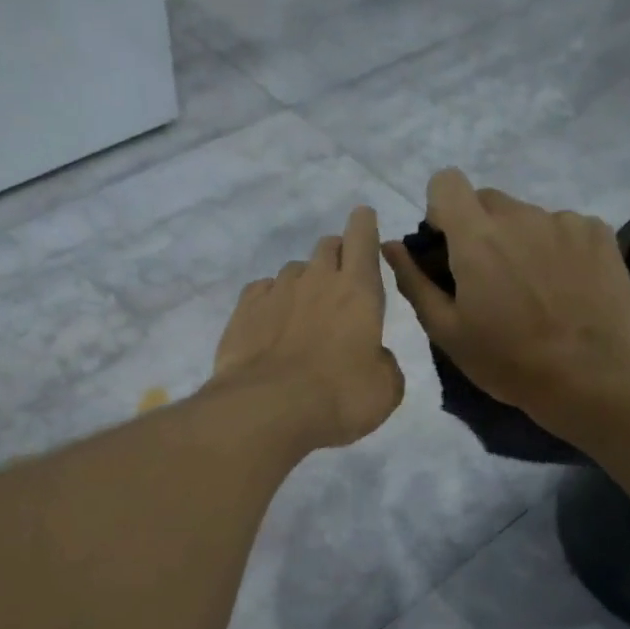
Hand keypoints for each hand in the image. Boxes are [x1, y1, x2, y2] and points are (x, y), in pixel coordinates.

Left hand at [212, 205, 404, 448]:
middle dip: (337, 255)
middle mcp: (317, 279)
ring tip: (303, 315)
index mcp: (358, 290)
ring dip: (303, 283)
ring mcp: (276, 291)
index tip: (364, 219)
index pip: (363, 237)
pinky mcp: (244, 309)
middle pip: (327, 246)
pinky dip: (271, 300)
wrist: (267, 409)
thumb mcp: (385, 389)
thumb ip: (384, 363)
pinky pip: (262, 290)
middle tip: (340, 282)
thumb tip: (373, 356)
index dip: (365, 225)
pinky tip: (271, 323)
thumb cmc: (339, 397)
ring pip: (294, 270)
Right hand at [383, 169, 629, 417]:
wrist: (588, 377)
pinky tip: (565, 287)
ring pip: (527, 217)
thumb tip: (390, 246)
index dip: (441, 209)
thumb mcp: (447, 331)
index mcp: (476, 237)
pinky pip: (565, 228)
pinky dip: (558, 249)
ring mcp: (564, 221)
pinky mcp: (599, 233)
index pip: (447, 182)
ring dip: (521, 241)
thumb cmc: (506, 360)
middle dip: (480, 229)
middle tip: (489, 278)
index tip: (448, 245)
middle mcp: (520, 216)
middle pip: (488, 200)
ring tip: (534, 290)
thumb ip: (414, 281)